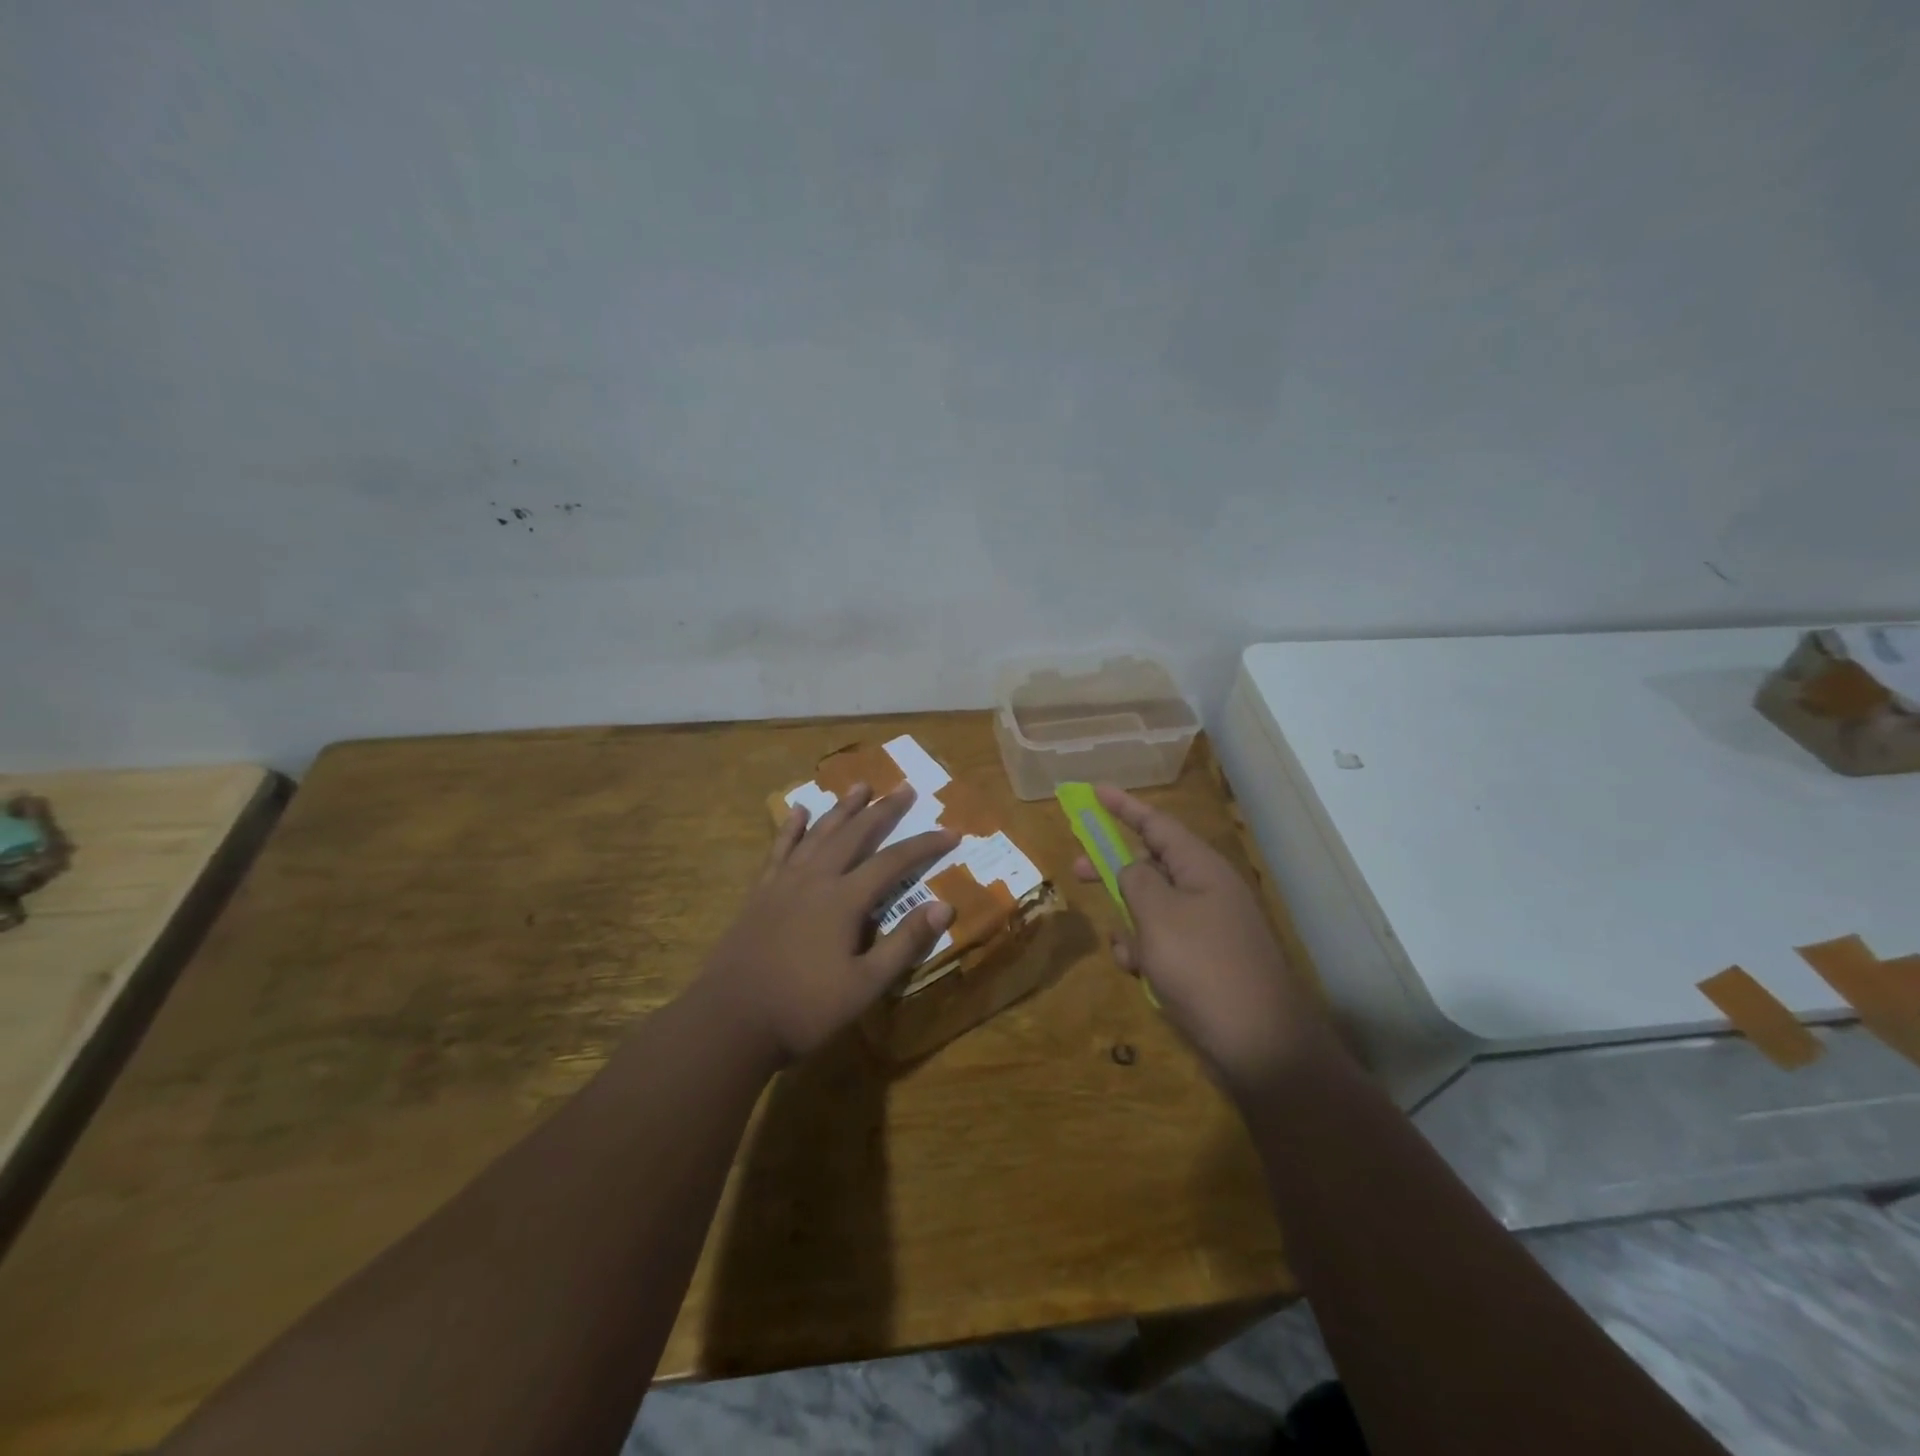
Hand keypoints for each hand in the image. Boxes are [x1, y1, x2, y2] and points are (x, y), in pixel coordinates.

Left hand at [699, 782, 957, 1064]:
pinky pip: (780, 849)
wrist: (730, 1020)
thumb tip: (944, 906)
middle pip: (855, 834)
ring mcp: (784, 883)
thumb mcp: (865, 985)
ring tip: (861, 785)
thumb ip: (904, 943)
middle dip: (883, 810)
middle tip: (905, 789)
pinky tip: (799, 810)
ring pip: (819, 833)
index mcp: (844, 900)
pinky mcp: (760, 893)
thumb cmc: (804, 1008)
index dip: (925, 845)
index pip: (894, 861)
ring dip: (843, 808)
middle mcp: (816, 879)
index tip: (952, 832)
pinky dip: (791, 827)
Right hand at [1075, 785, 1334, 1090]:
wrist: (1260, 1045)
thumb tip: (1129, 867)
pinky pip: (1163, 942)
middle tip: (1077, 869)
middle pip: (1151, 865)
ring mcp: (1209, 928)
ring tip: (1127, 950)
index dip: (1124, 807)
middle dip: (1114, 871)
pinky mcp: (1206, 962)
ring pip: (1153, 909)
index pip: (1156, 824)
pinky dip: (1145, 952)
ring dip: (1130, 924)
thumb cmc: (1204, 967)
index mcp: (1201, 868)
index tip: (1095, 791)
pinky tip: (1140, 973)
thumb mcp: (1158, 915)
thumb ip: (1134, 881)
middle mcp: (1207, 890)